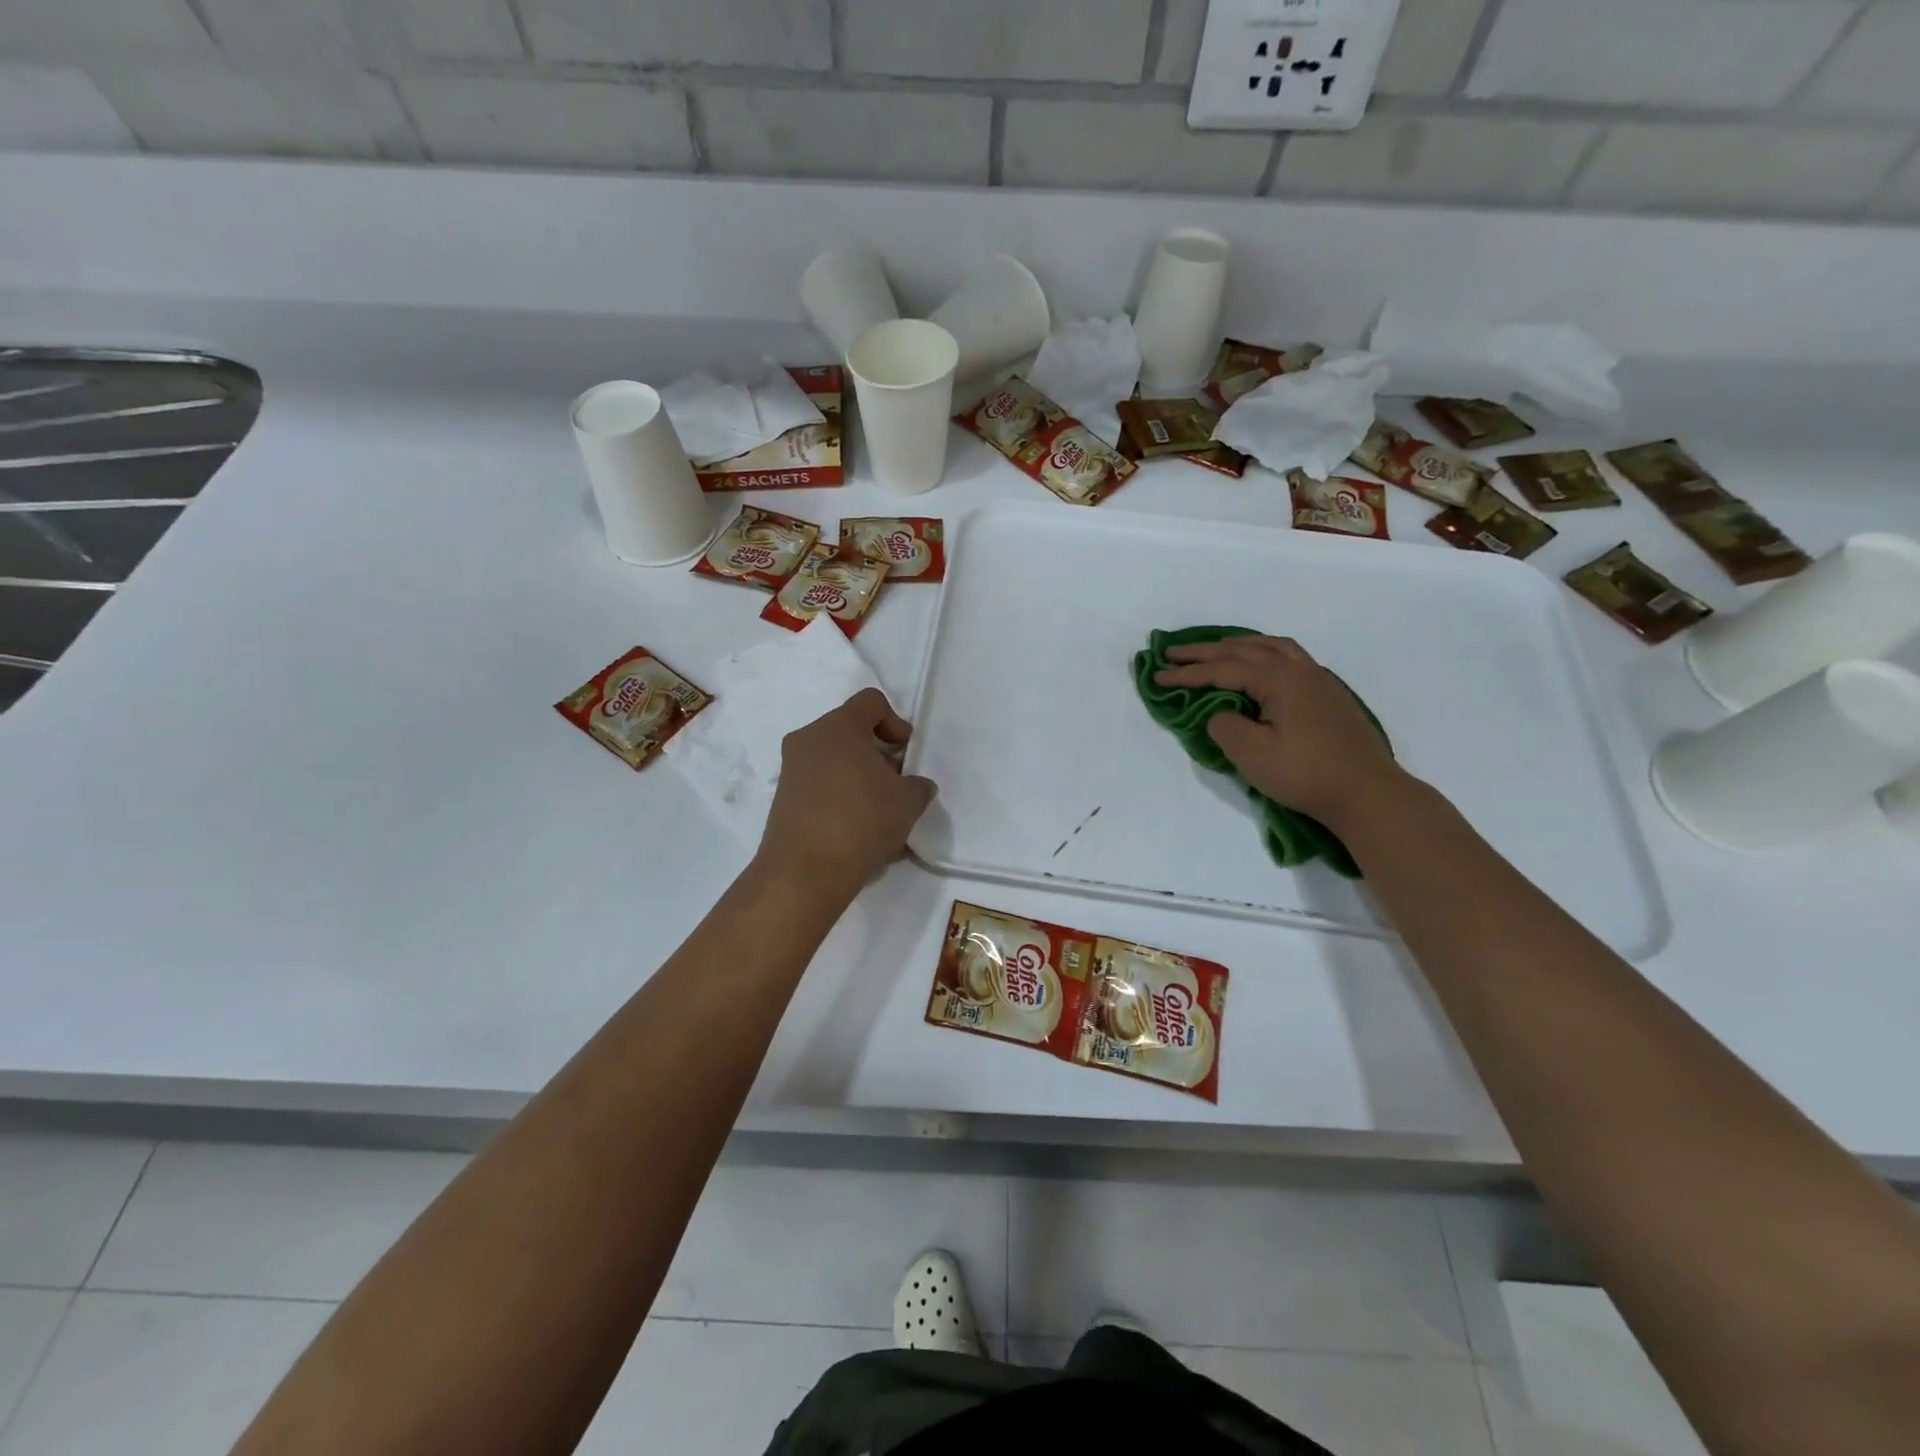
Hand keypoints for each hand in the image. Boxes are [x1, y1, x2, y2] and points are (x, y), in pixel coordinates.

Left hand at [758, 688, 936, 895]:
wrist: (804, 872)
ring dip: (858, 776)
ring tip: (878, 810)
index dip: (895, 722)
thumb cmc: (862, 821)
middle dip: (877, 752)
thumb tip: (914, 785)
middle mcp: (809, 738)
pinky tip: (856, 828)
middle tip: (896, 782)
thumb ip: (917, 785)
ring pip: (833, 759)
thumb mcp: (908, 802)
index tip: (906, 752)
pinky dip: (839, 795)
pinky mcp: (782, 798)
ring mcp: (791, 768)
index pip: (871, 702)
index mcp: (839, 726)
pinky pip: (818, 784)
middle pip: (850, 730)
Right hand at [1154, 635, 1403, 829]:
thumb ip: (1224, 726)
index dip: (1187, 674)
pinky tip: (1260, 665)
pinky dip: (1264, 653)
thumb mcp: (1252, 754)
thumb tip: (1220, 713)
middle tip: (1174, 653)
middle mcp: (1299, 669)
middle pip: (1245, 650)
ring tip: (1217, 649)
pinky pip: (1288, 657)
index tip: (1157, 676)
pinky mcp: (1328, 694)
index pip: (1223, 670)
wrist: (1367, 793)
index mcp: (1279, 678)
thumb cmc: (1306, 774)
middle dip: (1206, 652)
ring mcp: (1319, 679)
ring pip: (1272, 647)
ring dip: (1239, 646)